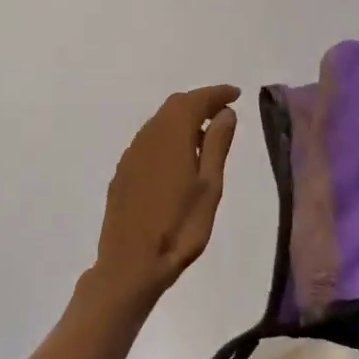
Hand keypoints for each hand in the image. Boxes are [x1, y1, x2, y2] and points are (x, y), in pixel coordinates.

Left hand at [93, 85, 239, 302]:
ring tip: (206, 134)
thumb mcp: (210, 187)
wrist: (131, 264)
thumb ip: (217, 145)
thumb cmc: (180, 228)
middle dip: (199, 102)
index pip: (194, 101)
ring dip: (182, 120)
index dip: (216, 94)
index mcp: (171, 136)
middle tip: (223, 111)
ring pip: (159, 123)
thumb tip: (226, 113)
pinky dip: (168, 137)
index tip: (236, 94)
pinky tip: (179, 157)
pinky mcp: (122, 173)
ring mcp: (131, 155)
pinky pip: (148, 141)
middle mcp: (147, 138)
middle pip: (173, 106)